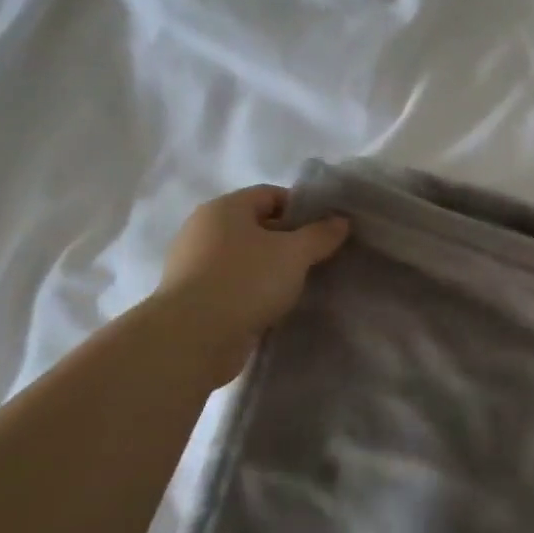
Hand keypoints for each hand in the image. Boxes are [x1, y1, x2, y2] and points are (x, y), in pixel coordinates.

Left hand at [155, 185, 349, 355]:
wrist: (194, 337)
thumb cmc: (246, 281)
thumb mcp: (295, 253)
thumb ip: (320, 235)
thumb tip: (341, 221)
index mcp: (224, 208)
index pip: (270, 195)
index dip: (301, 208)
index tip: (325, 230)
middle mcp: (203, 229)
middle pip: (256, 226)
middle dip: (288, 240)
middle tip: (317, 258)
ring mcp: (193, 264)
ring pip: (244, 257)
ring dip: (271, 268)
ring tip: (298, 285)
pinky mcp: (192, 297)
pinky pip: (232, 284)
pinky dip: (253, 291)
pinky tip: (273, 306)